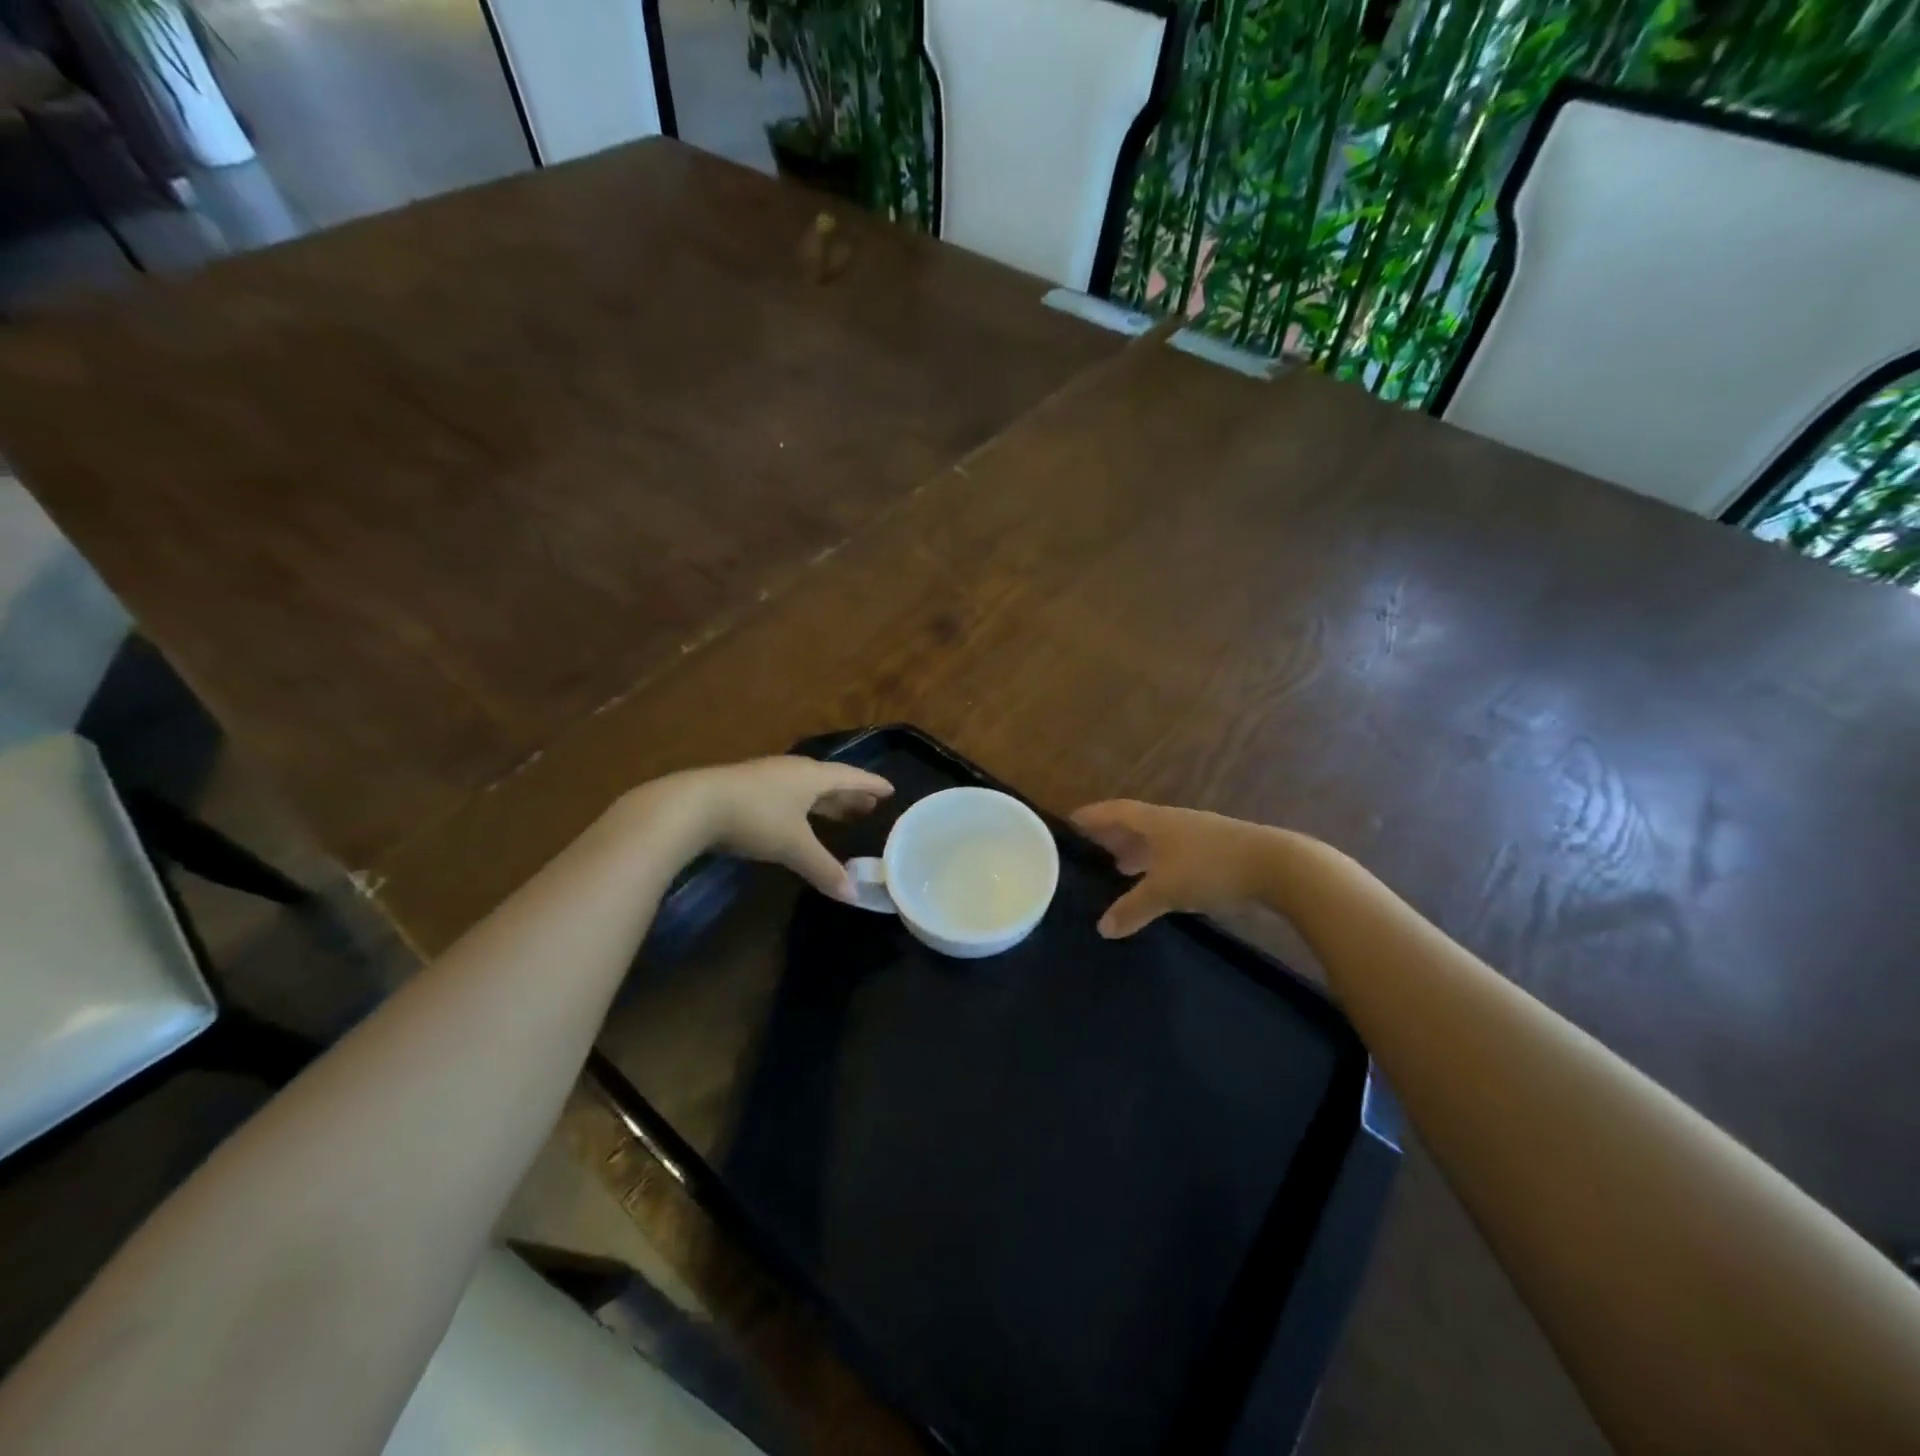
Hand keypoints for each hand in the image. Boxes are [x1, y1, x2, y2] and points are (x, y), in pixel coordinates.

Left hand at [644, 756, 892, 901]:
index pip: (851, 777)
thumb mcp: (793, 846)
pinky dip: (803, 806)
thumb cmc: (755, 818)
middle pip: (830, 781)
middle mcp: (794, 771)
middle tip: (869, 806)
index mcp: (812, 776)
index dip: (871, 785)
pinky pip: (788, 794)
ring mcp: (768, 777)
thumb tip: (854, 895)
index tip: (890, 789)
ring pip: (806, 787)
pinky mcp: (747, 788)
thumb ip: (824, 868)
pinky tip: (798, 818)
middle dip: (850, 794)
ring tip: (841, 813)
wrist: (694, 806)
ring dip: (826, 800)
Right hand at [1069, 800, 1264, 937]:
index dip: (1093, 815)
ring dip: (1138, 850)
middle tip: (1092, 847)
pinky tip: (1161, 881)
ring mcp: (1199, 834)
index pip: (1115, 812)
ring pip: (1159, 839)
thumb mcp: (1165, 891)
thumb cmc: (1210, 868)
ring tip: (1121, 867)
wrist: (1277, 866)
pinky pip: (1177, 852)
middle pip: (1136, 823)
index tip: (1072, 820)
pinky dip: (1160, 863)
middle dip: (1113, 834)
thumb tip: (1102, 928)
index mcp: (1155, 821)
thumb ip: (1132, 908)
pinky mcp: (1219, 850)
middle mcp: (1174, 821)